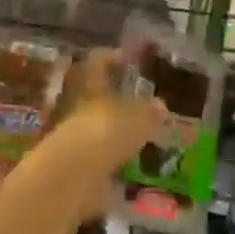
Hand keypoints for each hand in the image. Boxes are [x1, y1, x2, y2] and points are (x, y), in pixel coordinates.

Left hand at [20, 50, 167, 218]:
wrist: (73, 176)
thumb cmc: (107, 131)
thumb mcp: (140, 118)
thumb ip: (151, 112)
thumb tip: (161, 107)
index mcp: (91, 84)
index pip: (99, 61)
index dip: (113, 57)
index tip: (129, 59)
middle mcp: (77, 105)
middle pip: (97, 95)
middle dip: (117, 99)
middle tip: (141, 103)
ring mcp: (74, 135)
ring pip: (98, 125)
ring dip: (116, 130)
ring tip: (142, 136)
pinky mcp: (75, 164)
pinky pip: (98, 155)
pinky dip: (114, 158)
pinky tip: (132, 164)